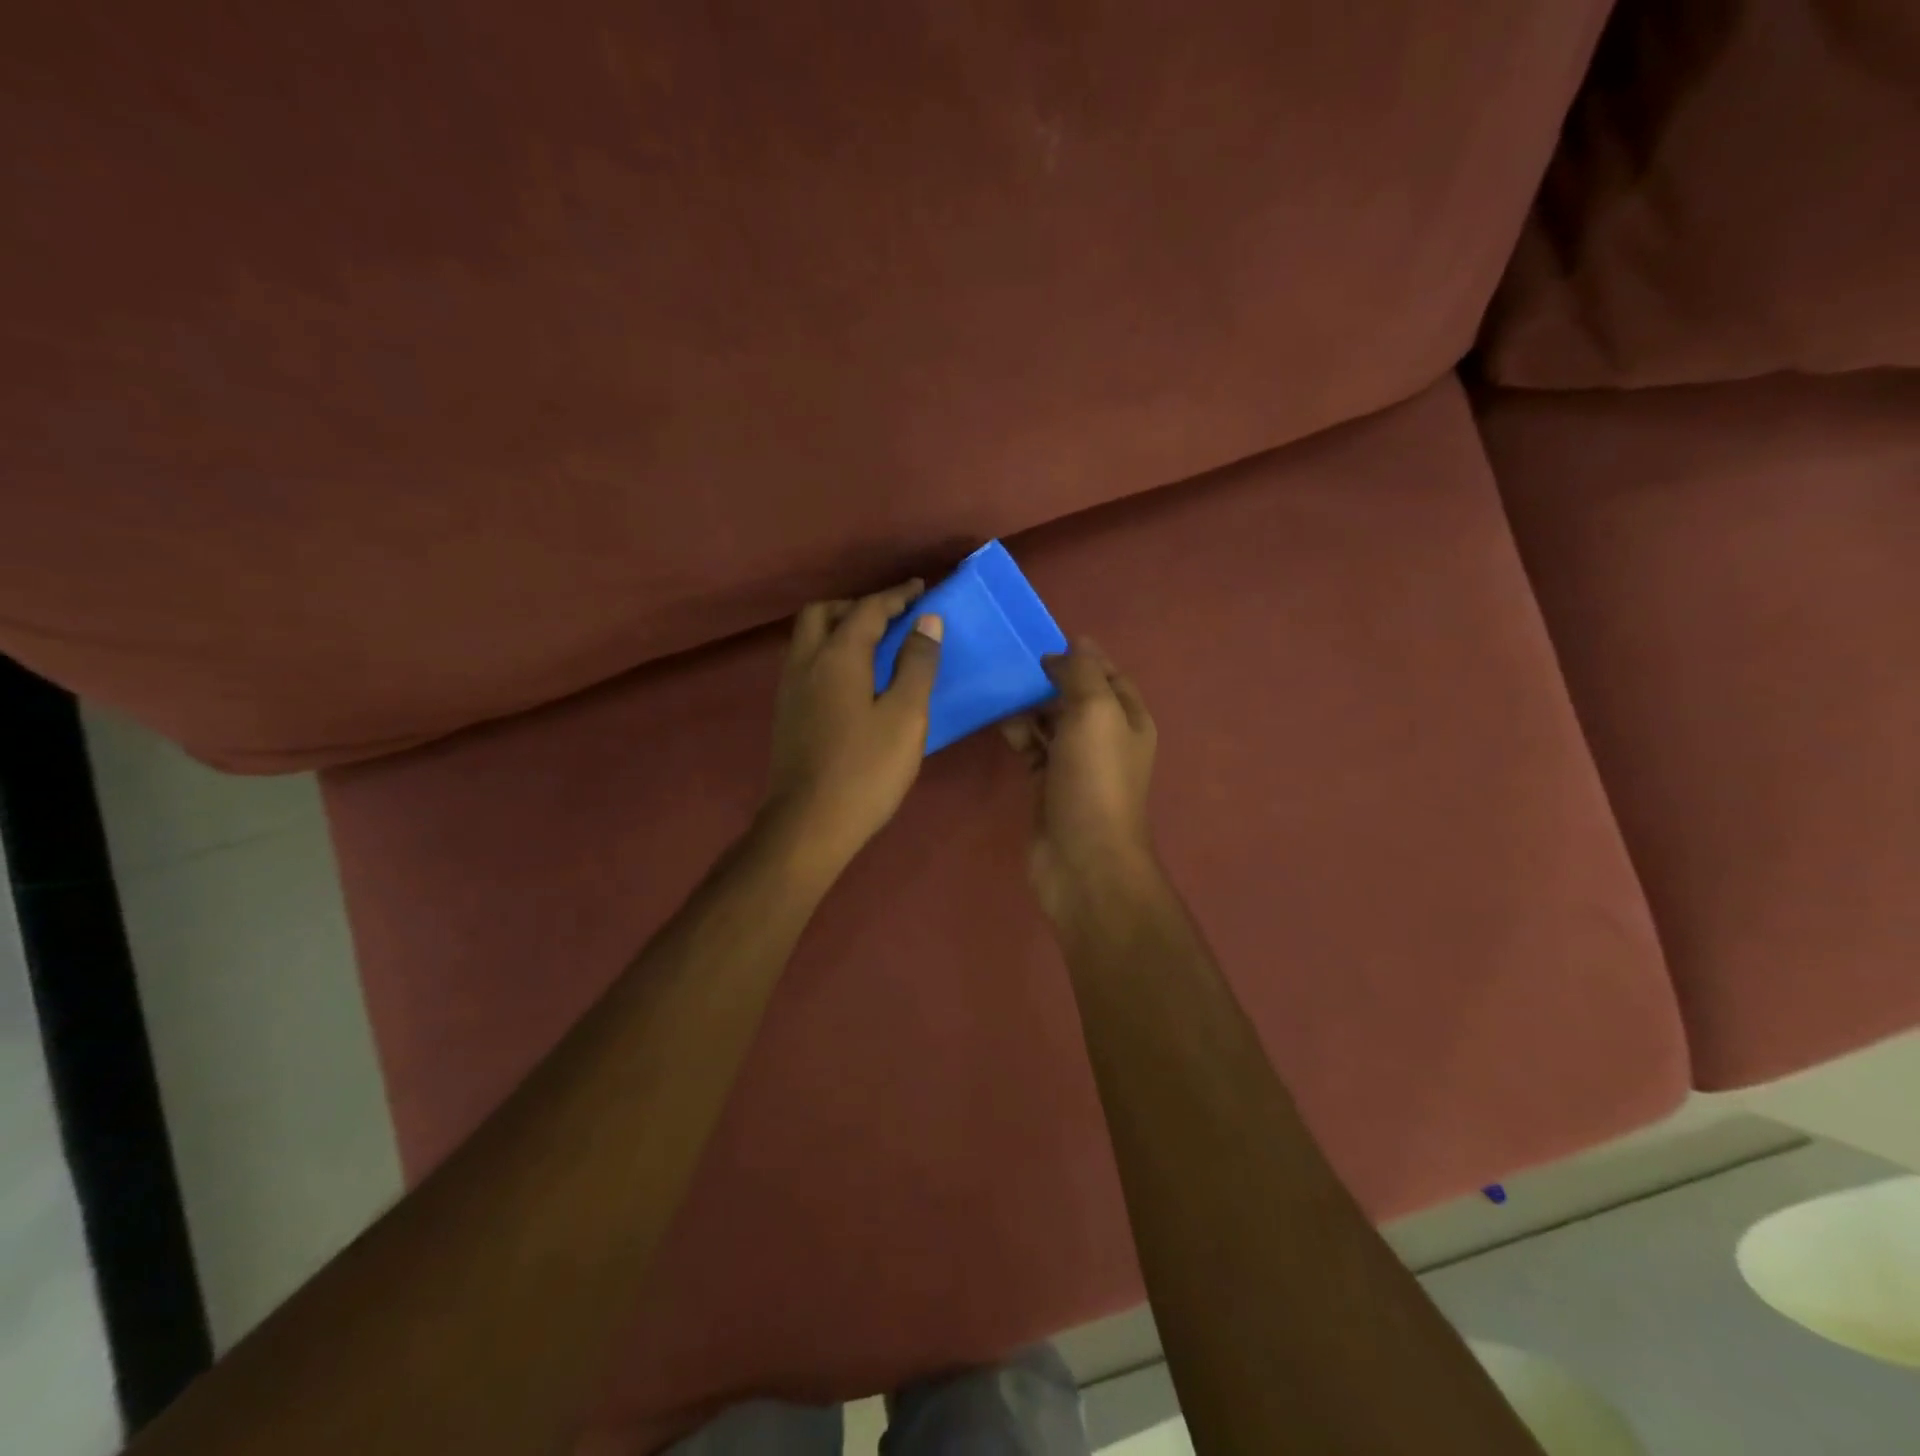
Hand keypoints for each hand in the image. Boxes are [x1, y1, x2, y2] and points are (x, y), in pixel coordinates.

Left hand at [763, 580, 943, 871]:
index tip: (920, 589)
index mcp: (837, 657)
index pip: (867, 610)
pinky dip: (829, 653)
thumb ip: (917, 665)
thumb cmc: (865, 770)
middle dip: (857, 605)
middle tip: (891, 617)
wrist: (809, 824)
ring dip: (839, 627)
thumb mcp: (905, 716)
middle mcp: (806, 663)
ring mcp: (791, 690)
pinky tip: (853, 679)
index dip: (896, 596)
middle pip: (824, 613)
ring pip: (809, 638)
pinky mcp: (788, 714)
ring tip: (875, 644)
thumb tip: (926, 622)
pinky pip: (807, 663)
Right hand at [1003, 639, 1161, 920]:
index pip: (1108, 674)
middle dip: (1049, 678)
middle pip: (1076, 696)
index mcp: (1128, 718)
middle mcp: (1106, 738)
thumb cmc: (1095, 779)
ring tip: (1000, 688)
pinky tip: (999, 722)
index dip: (1082, 656)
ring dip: (1029, 705)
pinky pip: (1032, 748)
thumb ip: (1082, 673)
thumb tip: (1070, 647)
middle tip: (1012, 662)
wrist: (1083, 859)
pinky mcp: (1048, 785)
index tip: (1044, 642)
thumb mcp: (1095, 711)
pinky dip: (1019, 734)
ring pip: (1051, 722)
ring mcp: (1076, 763)